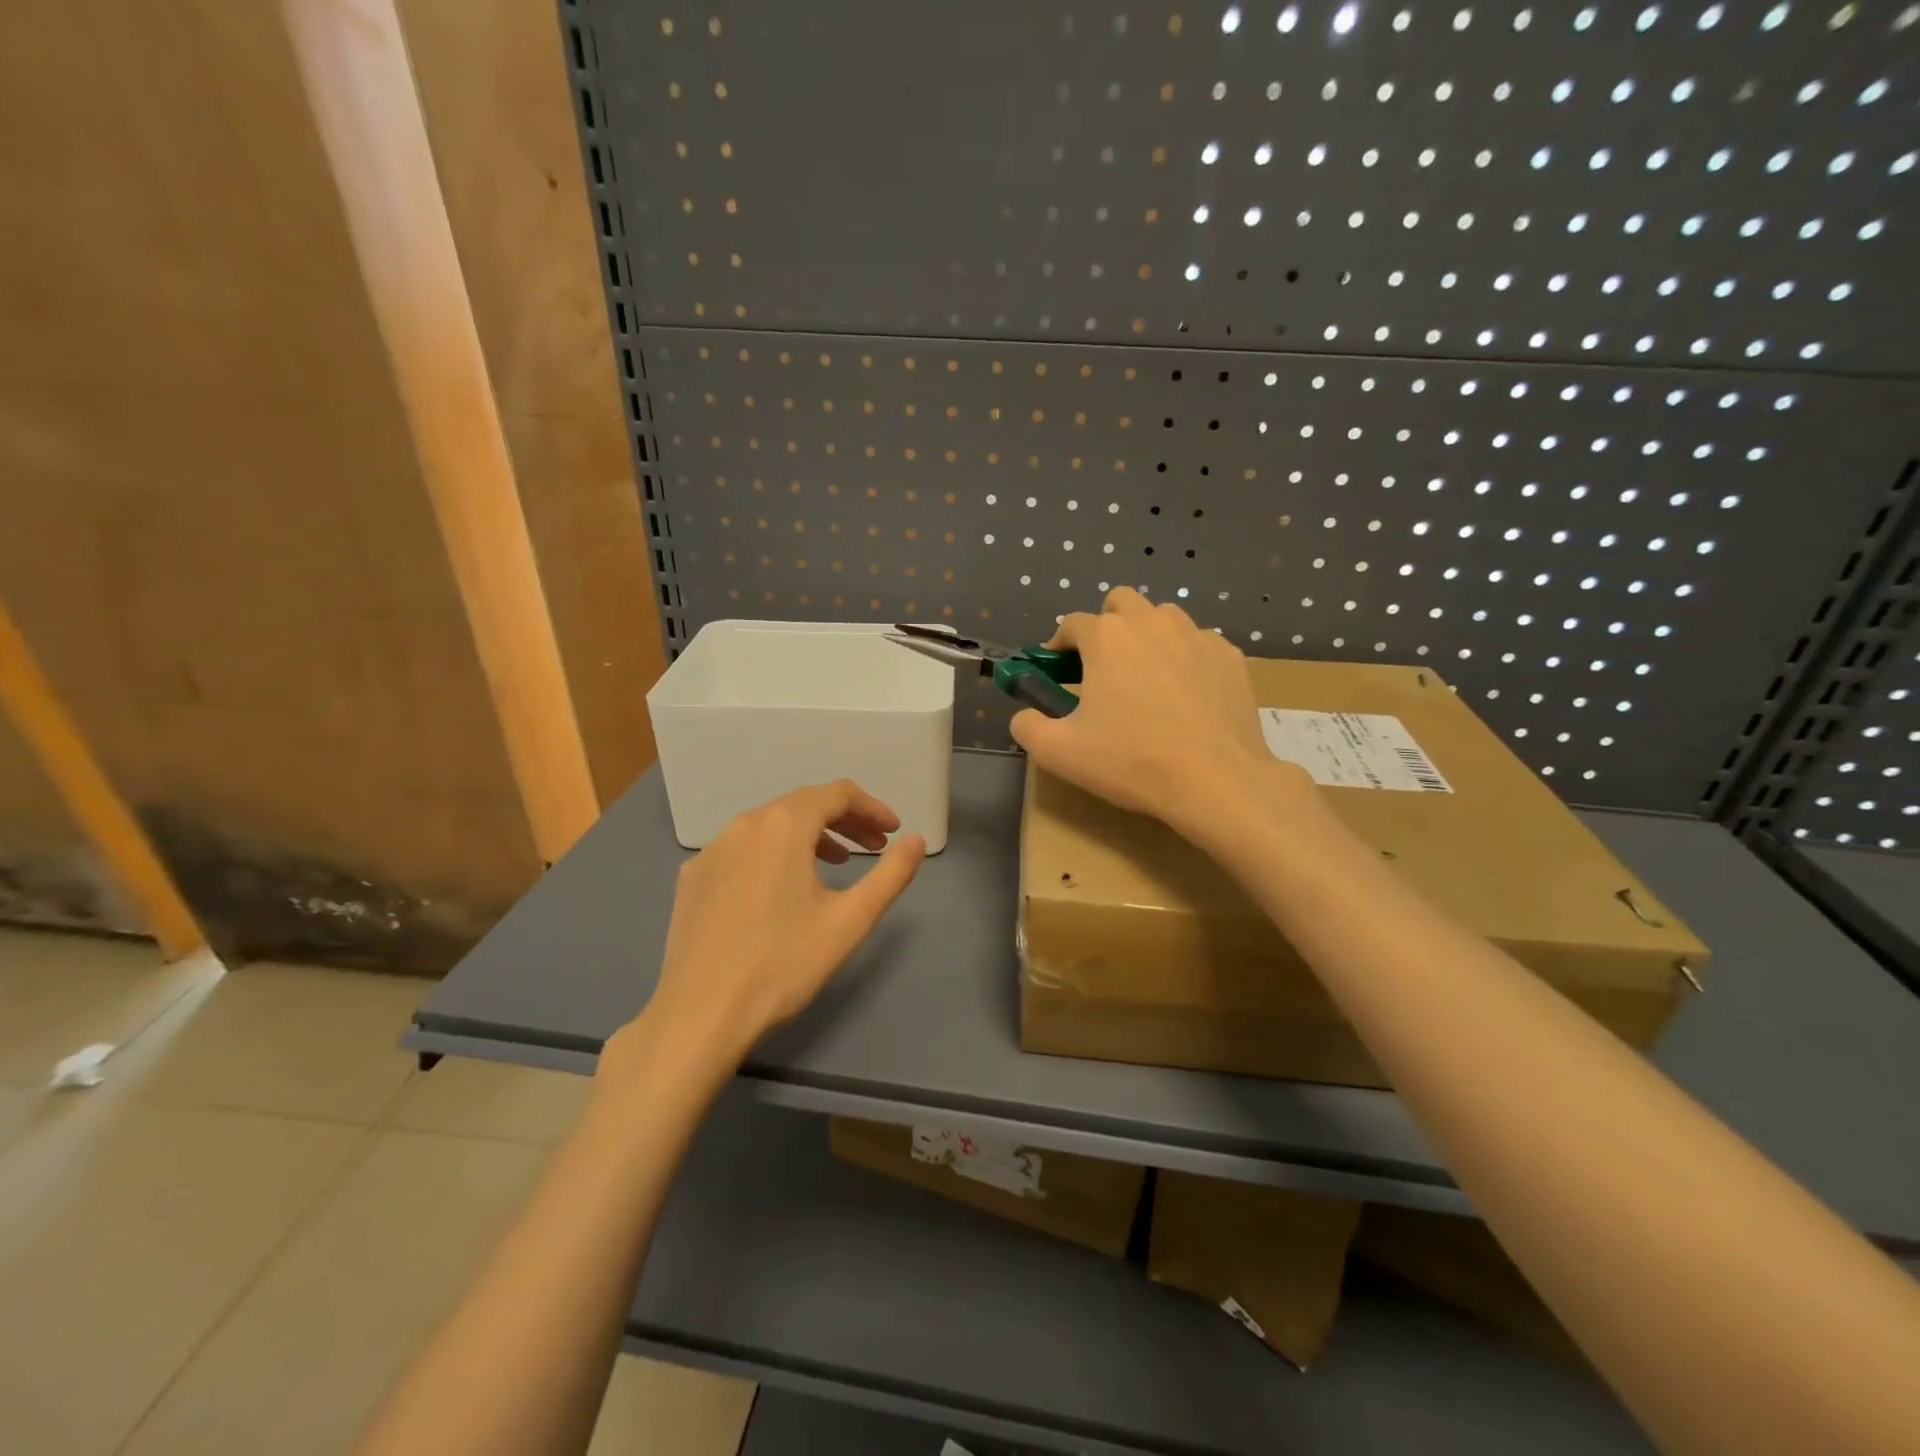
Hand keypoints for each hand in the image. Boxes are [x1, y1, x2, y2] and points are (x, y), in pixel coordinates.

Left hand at [609, 781, 925, 1077]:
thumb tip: (916, 840)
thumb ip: (891, 874)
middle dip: (845, 820)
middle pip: (803, 804)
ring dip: (810, 836)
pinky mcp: (693, 878)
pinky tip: (782, 888)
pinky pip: (743, 849)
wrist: (700, 1015)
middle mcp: (744, 824)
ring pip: (771, 825)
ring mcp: (712, 850)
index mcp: (783, 825)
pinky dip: (773, 854)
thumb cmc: (783, 964)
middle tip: (874, 847)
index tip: (893, 832)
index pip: (837, 794)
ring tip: (837, 863)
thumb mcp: (850, 920)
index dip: (872, 808)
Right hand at [1011, 587, 1299, 832]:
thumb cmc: (1130, 761)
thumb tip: (1024, 715)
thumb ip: (1027, 726)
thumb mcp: (1058, 752)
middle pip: (1121, 603)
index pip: (1071, 624)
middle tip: (1104, 669)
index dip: (1059, 646)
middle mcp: (1152, 622)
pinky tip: (1187, 698)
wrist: (1215, 780)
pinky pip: (1199, 644)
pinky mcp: (1230, 656)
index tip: (1058, 672)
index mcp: (1106, 637)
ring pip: (1164, 618)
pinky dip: (1186, 660)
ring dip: (1148, 637)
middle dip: (1107, 626)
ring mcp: (1197, 635)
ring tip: (1147, 680)